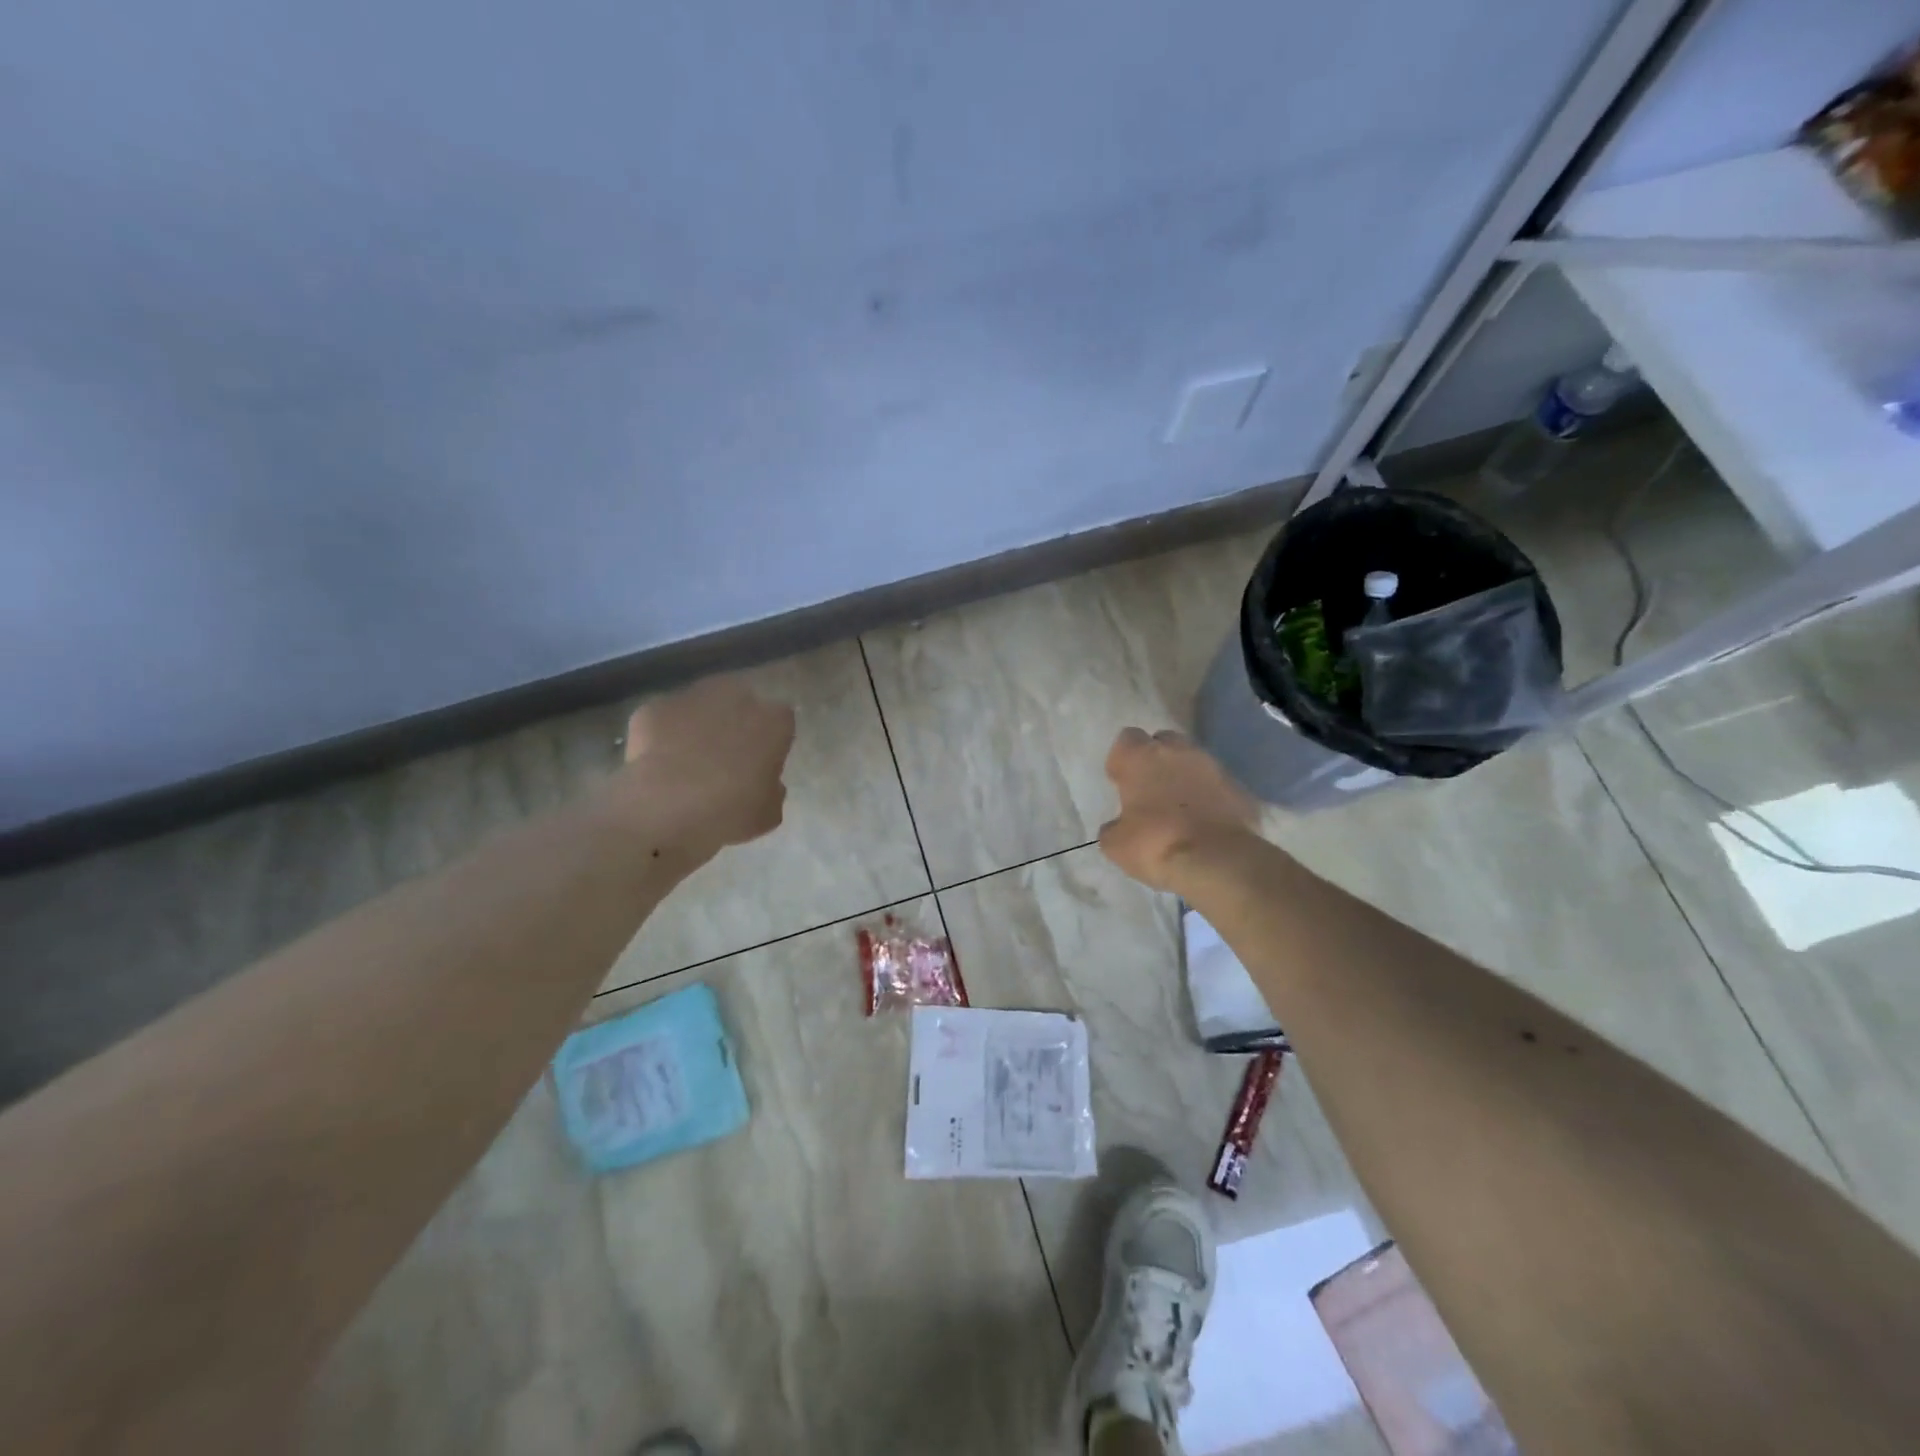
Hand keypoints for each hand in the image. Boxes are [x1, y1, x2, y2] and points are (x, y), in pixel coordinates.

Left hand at [612, 675, 796, 859]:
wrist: (664, 813)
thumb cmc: (729, 814)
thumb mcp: (768, 815)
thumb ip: (772, 790)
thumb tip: (764, 783)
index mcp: (773, 722)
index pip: (782, 720)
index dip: (771, 741)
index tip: (762, 763)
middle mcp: (736, 698)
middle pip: (741, 700)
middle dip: (735, 721)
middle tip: (726, 758)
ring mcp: (691, 698)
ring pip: (701, 704)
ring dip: (699, 723)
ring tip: (687, 761)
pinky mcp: (653, 708)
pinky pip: (664, 719)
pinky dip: (662, 735)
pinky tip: (656, 764)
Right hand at [1098, 727, 1257, 892]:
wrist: (1219, 861)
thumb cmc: (1157, 844)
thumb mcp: (1116, 845)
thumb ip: (1113, 827)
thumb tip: (1118, 826)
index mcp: (1142, 758)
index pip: (1127, 739)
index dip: (1122, 760)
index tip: (1120, 782)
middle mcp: (1178, 751)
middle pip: (1163, 742)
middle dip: (1155, 760)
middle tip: (1150, 789)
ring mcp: (1213, 766)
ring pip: (1193, 760)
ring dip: (1184, 776)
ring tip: (1179, 807)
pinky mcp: (1240, 787)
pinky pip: (1217, 785)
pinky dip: (1209, 796)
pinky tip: (1204, 820)